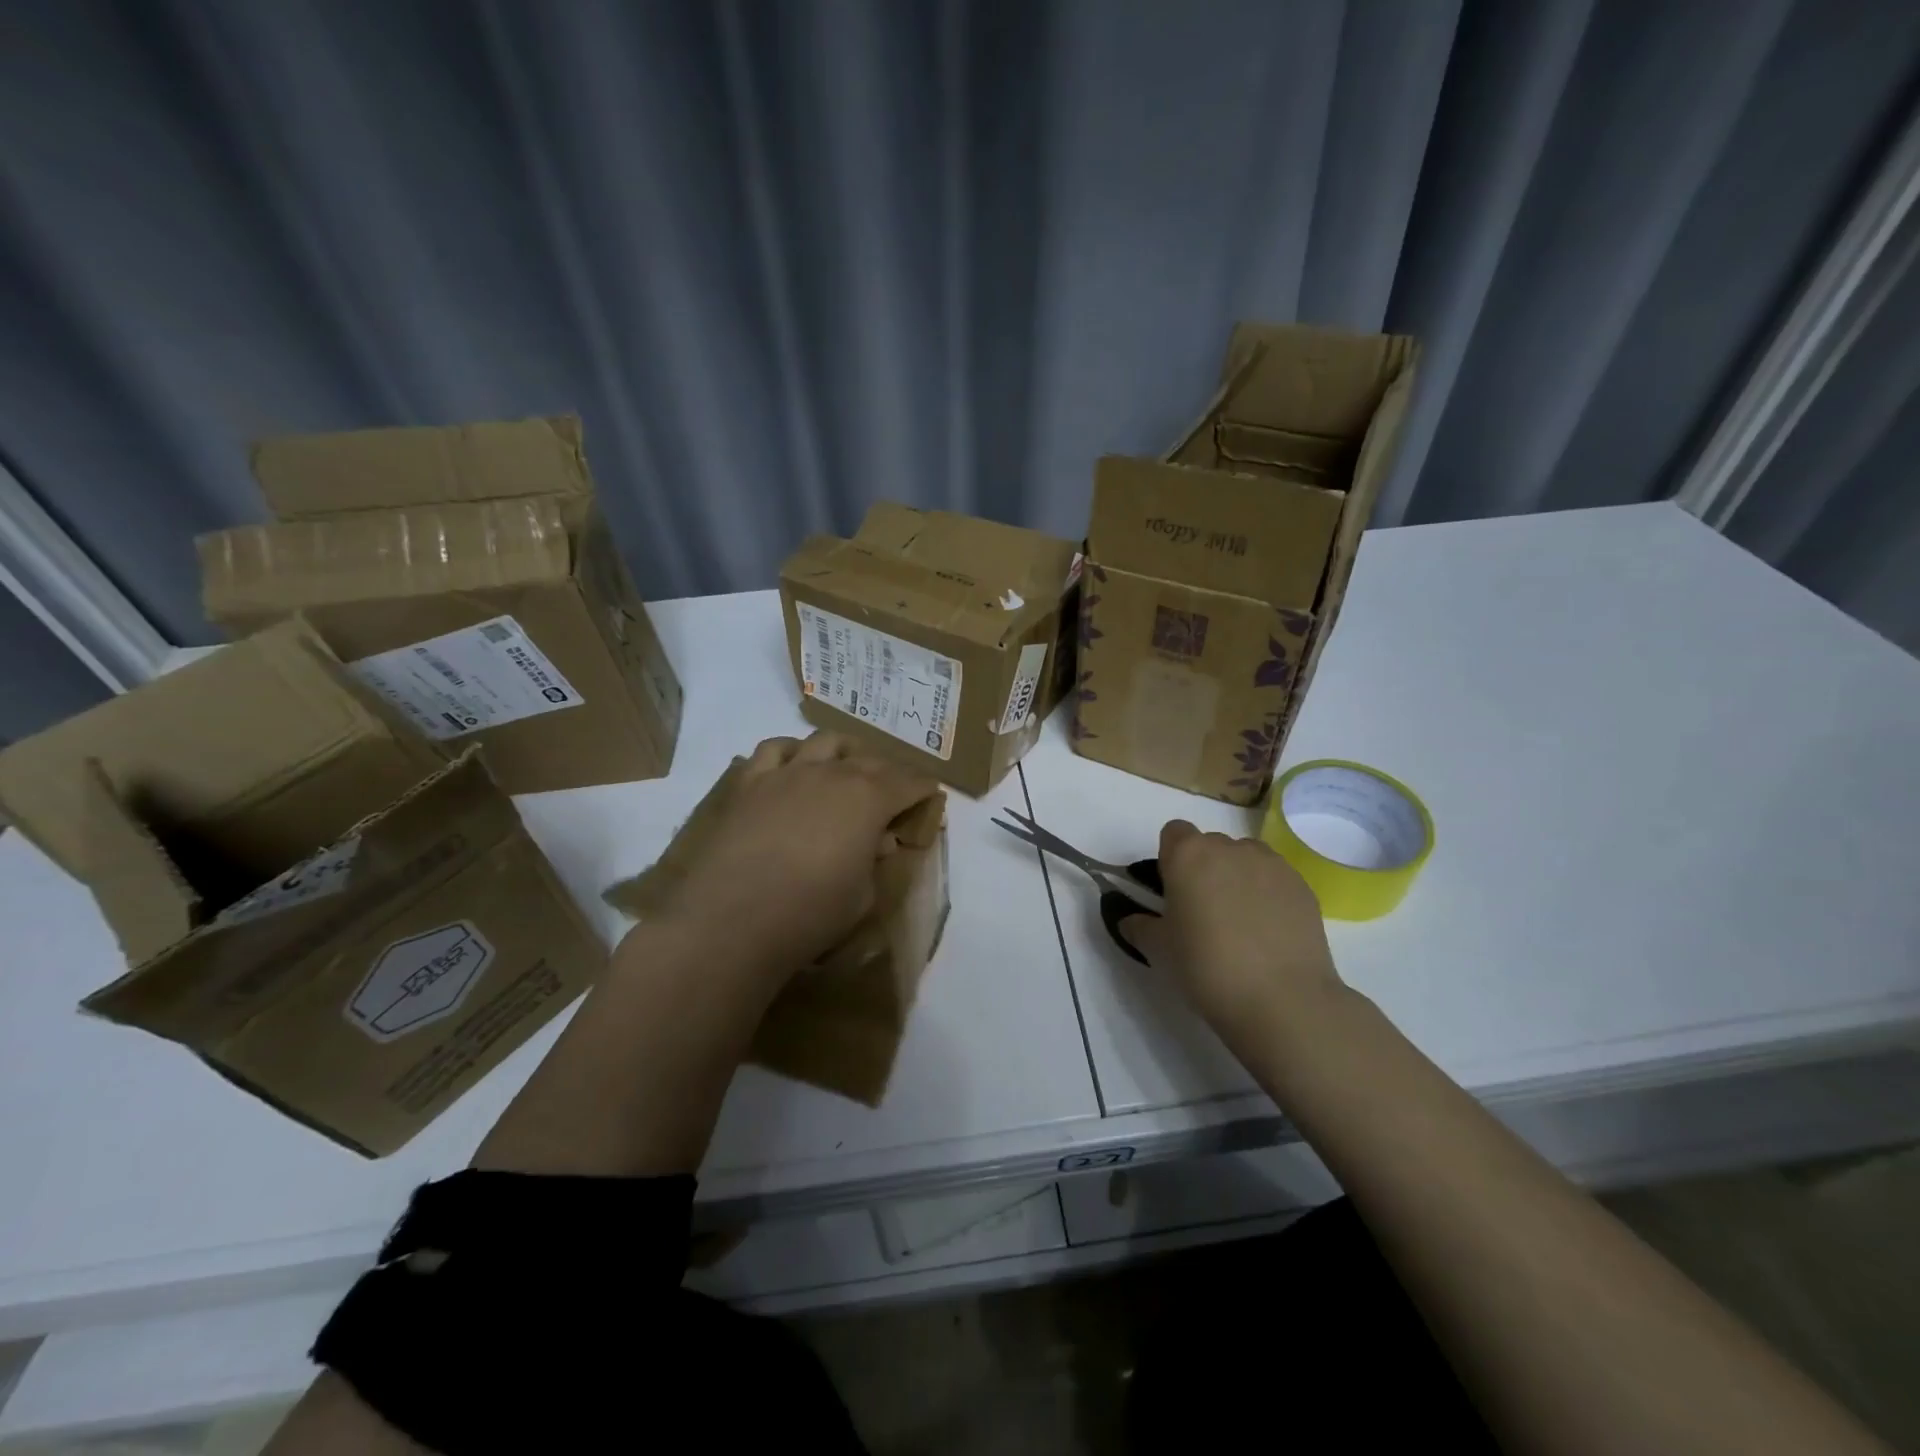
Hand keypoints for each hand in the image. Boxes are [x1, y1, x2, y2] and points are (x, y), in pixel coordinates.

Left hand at [663, 733, 937, 982]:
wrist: (731, 920)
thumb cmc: (810, 914)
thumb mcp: (863, 896)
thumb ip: (874, 861)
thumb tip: (880, 841)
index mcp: (868, 799)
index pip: (908, 782)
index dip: (923, 788)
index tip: (930, 795)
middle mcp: (831, 773)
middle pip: (870, 759)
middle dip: (889, 771)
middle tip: (894, 790)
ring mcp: (787, 773)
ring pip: (824, 742)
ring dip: (843, 752)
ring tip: (846, 768)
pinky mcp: (749, 783)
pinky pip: (773, 749)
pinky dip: (792, 751)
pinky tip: (794, 767)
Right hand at [1127, 820, 1343, 1043]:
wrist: (1282, 1000)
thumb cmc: (1206, 967)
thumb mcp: (1158, 951)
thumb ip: (1139, 927)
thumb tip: (1130, 920)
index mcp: (1188, 855)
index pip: (1173, 833)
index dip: (1171, 858)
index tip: (1172, 891)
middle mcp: (1230, 848)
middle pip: (1210, 845)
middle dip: (1204, 869)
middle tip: (1202, 913)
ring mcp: (1271, 864)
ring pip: (1246, 859)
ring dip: (1237, 878)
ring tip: (1240, 923)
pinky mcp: (1302, 886)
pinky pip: (1275, 879)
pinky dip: (1268, 895)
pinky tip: (1268, 933)